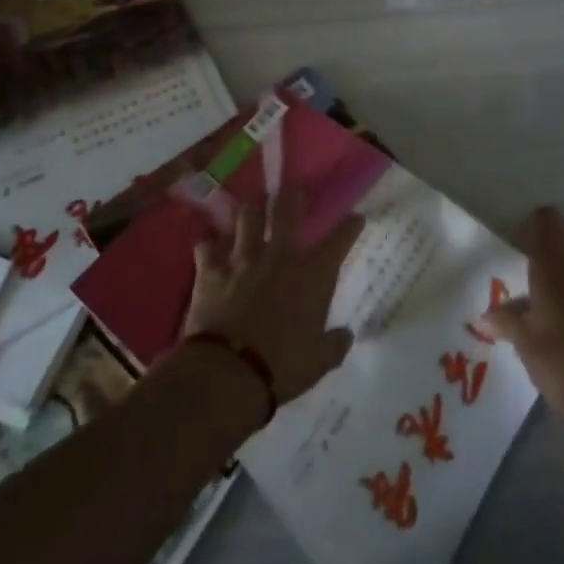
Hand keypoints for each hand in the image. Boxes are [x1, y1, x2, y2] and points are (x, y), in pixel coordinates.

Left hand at [183, 187, 363, 406]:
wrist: (228, 373)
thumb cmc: (280, 368)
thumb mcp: (318, 363)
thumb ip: (334, 345)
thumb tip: (346, 335)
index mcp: (311, 278)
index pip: (338, 243)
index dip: (349, 227)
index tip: (356, 217)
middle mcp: (279, 258)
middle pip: (287, 211)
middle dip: (292, 195)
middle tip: (293, 189)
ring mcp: (242, 259)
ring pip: (247, 216)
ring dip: (252, 209)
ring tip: (254, 204)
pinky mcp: (211, 270)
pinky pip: (207, 246)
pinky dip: (209, 245)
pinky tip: (209, 245)